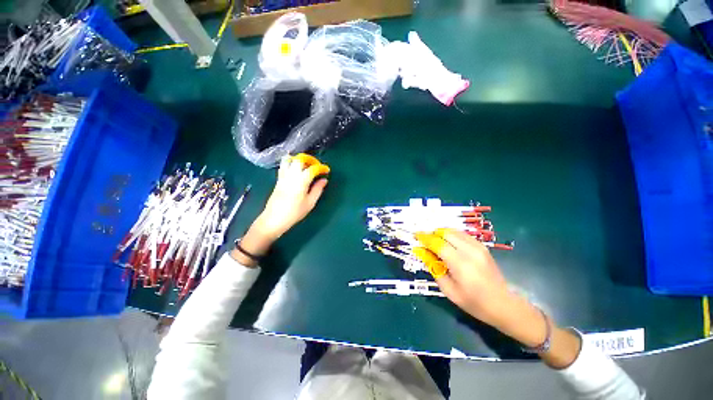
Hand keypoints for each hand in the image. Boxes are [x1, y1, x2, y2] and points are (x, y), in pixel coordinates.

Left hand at [253, 154, 328, 239]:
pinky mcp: (278, 179)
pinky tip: (296, 170)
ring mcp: (283, 176)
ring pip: (290, 159)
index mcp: (301, 181)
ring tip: (306, 167)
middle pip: (300, 159)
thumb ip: (318, 189)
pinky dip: (291, 163)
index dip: (321, 167)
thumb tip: (324, 180)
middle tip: (316, 166)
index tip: (326, 170)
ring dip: (299, 160)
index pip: (313, 168)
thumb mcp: (310, 203)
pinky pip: (284, 165)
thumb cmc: (295, 212)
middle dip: (310, 160)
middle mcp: (291, 175)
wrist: (274, 219)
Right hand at [414, 229, 581, 367]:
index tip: (415, 236)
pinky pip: (462, 234)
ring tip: (434, 241)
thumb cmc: (474, 303)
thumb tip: (422, 252)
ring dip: (441, 233)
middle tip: (424, 241)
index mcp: (460, 264)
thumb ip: (434, 268)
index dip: (424, 238)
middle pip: (445, 233)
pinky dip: (451, 235)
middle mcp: (470, 251)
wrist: (504, 305)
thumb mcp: (449, 290)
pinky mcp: (482, 247)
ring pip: (453, 231)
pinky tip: (448, 243)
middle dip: (432, 234)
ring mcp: (478, 247)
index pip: (437, 243)